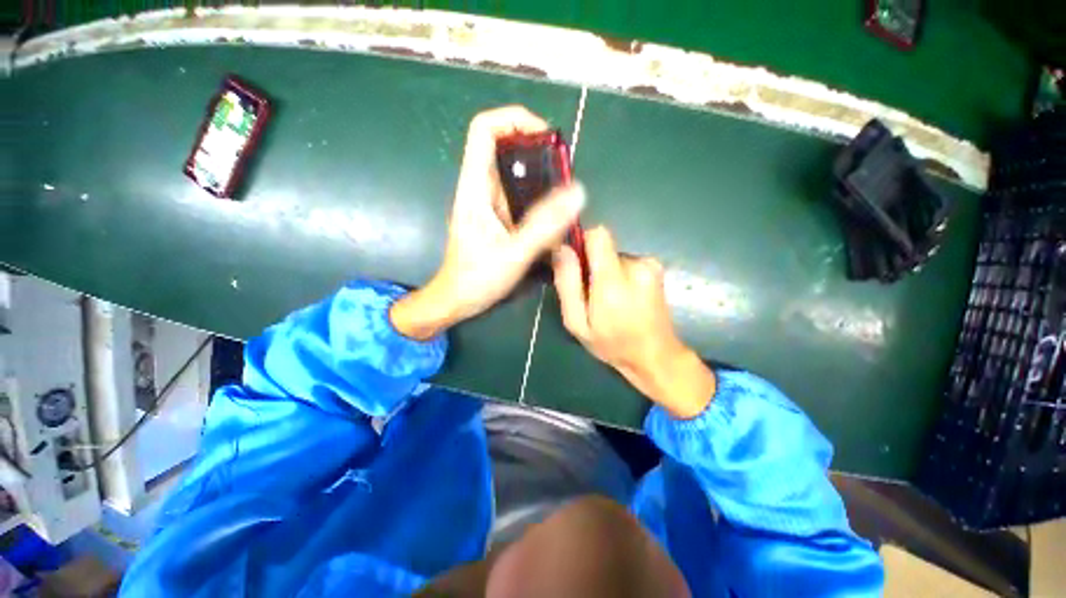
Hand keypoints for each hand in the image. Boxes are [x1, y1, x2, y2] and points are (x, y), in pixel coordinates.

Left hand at [391, 106, 584, 340]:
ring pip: (512, 173)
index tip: (545, 137)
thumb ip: (545, 225)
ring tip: (563, 193)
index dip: (514, 120)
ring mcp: (487, 204)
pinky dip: (536, 196)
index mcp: (475, 188)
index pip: (484, 130)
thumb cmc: (477, 278)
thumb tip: (577, 192)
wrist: (457, 299)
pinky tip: (551, 214)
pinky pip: (517, 195)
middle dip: (535, 150)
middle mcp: (479, 189)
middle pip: (503, 148)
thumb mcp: (514, 253)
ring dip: (539, 175)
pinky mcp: (494, 218)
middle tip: (563, 169)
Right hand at [552, 227, 714, 418]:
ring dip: (606, 272)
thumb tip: (561, 249)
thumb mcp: (577, 322)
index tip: (576, 264)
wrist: (656, 356)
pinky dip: (620, 275)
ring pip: (614, 255)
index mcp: (613, 280)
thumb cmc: (612, 343)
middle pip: (603, 247)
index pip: (597, 235)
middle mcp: (636, 265)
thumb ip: (567, 284)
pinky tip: (624, 297)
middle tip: (591, 294)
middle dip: (592, 265)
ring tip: (609, 300)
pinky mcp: (656, 268)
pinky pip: (627, 261)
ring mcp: (650, 265)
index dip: (582, 243)